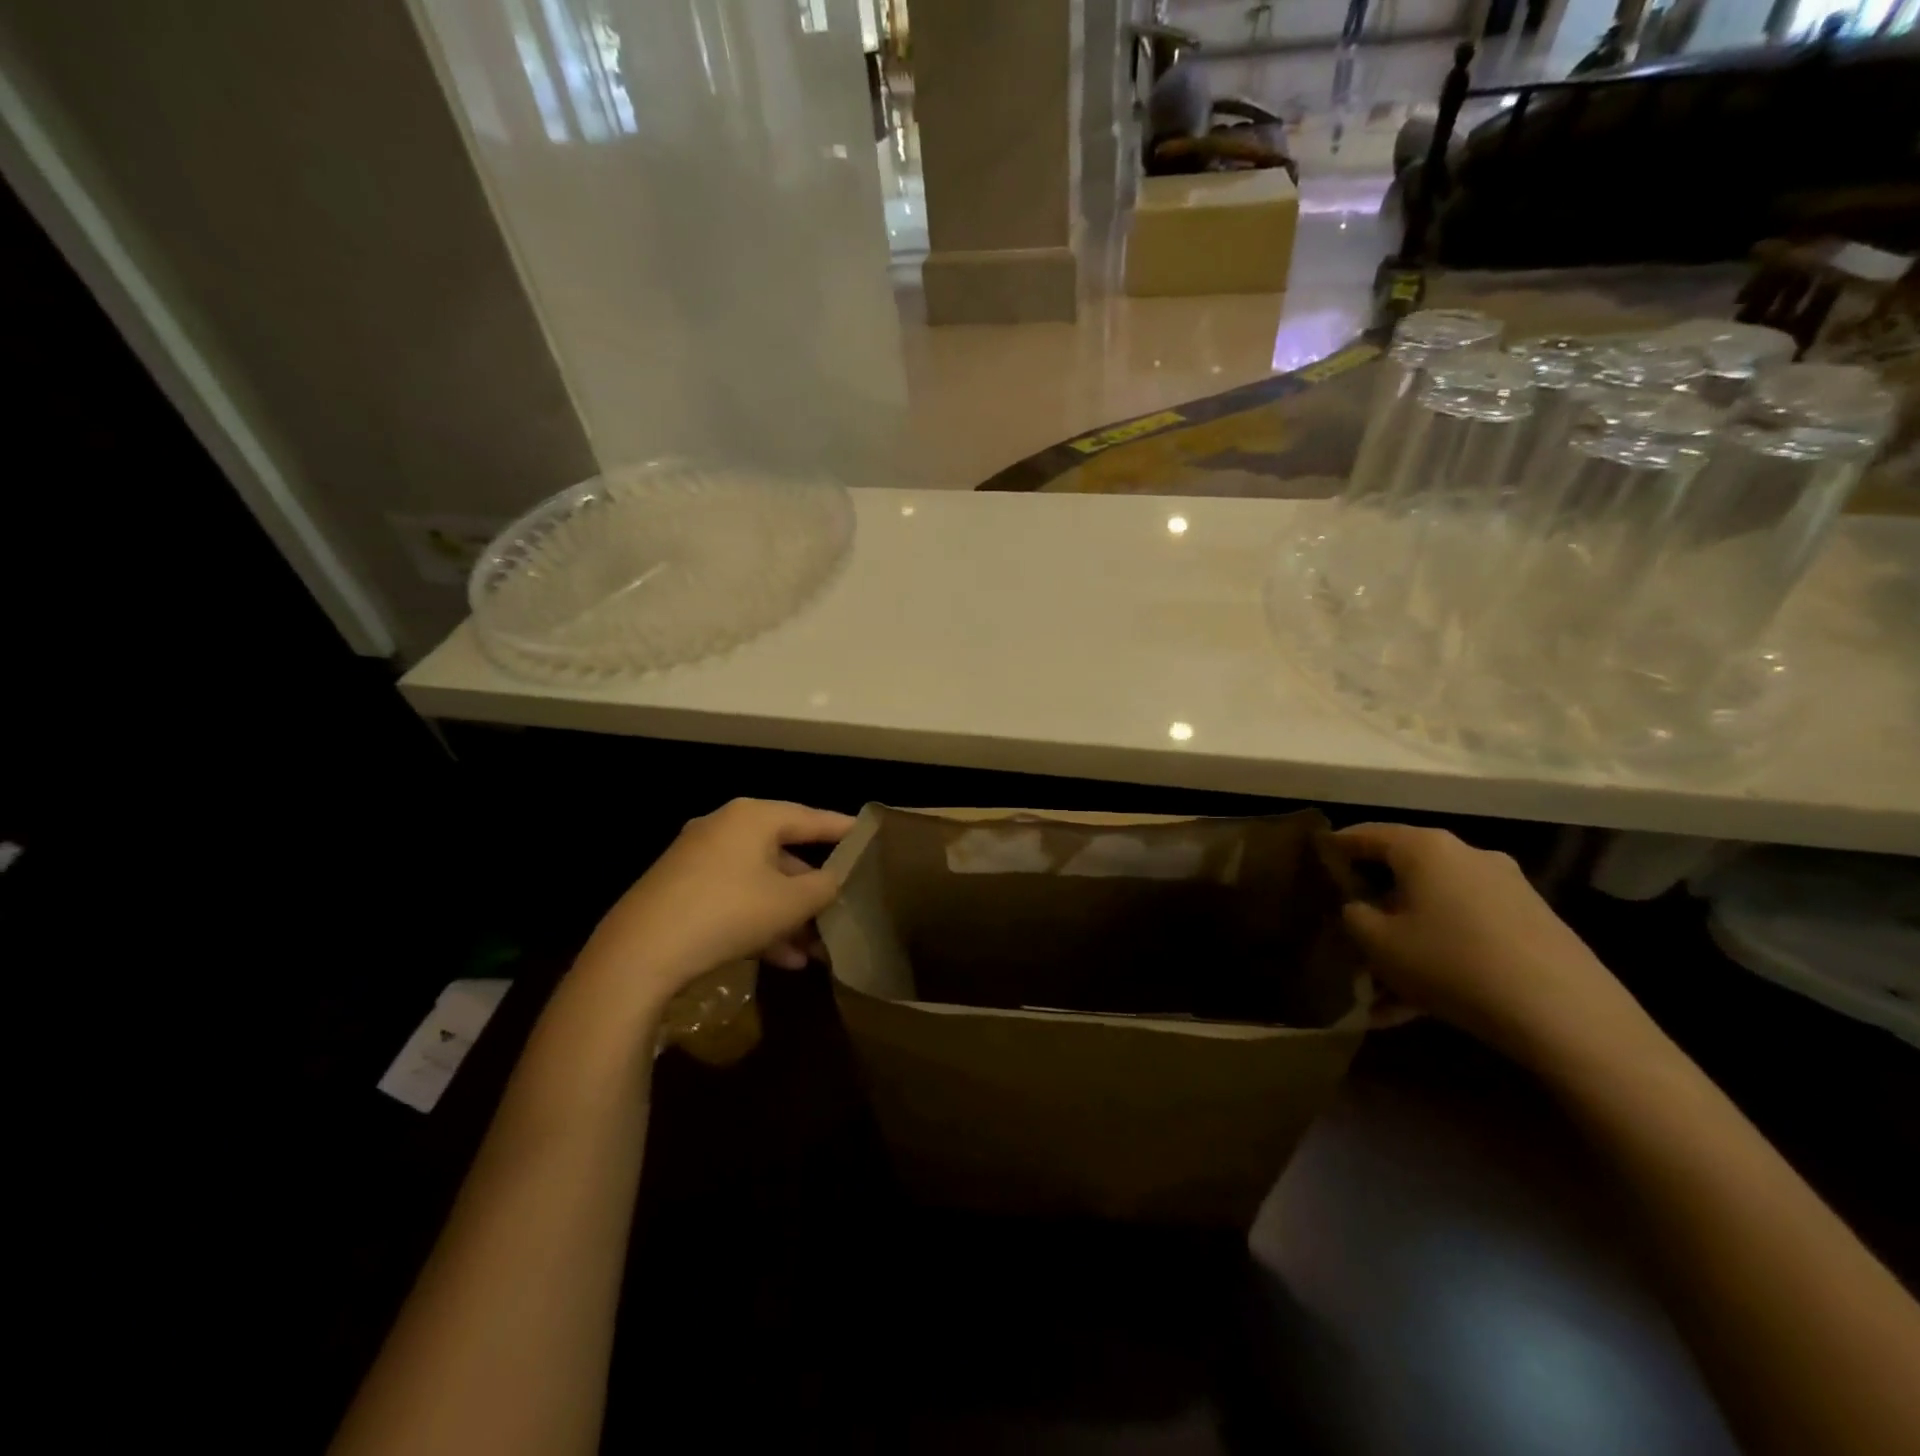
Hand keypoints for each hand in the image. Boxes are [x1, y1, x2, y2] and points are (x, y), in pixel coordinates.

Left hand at [574, 799, 854, 1014]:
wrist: (638, 954)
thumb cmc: (728, 912)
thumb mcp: (790, 902)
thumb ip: (824, 887)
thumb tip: (837, 879)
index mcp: (752, 817)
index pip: (811, 817)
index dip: (844, 830)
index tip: (871, 838)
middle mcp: (724, 829)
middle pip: (783, 854)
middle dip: (813, 890)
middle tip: (842, 909)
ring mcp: (698, 860)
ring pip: (759, 883)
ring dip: (789, 915)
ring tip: (815, 951)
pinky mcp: (680, 891)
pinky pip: (734, 899)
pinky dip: (759, 923)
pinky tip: (782, 960)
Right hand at [1334, 823, 1643, 1065]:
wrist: (1567, 1015)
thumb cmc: (1452, 962)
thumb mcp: (1377, 943)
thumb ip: (1353, 915)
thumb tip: (1358, 908)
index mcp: (1425, 847)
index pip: (1365, 834)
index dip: (1334, 848)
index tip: (1311, 865)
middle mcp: (1467, 855)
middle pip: (1403, 873)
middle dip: (1373, 905)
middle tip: (1346, 932)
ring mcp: (1505, 889)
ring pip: (1434, 909)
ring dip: (1405, 940)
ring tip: (1380, 989)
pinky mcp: (1531, 924)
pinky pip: (1466, 932)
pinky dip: (1439, 957)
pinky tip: (1419, 1007)